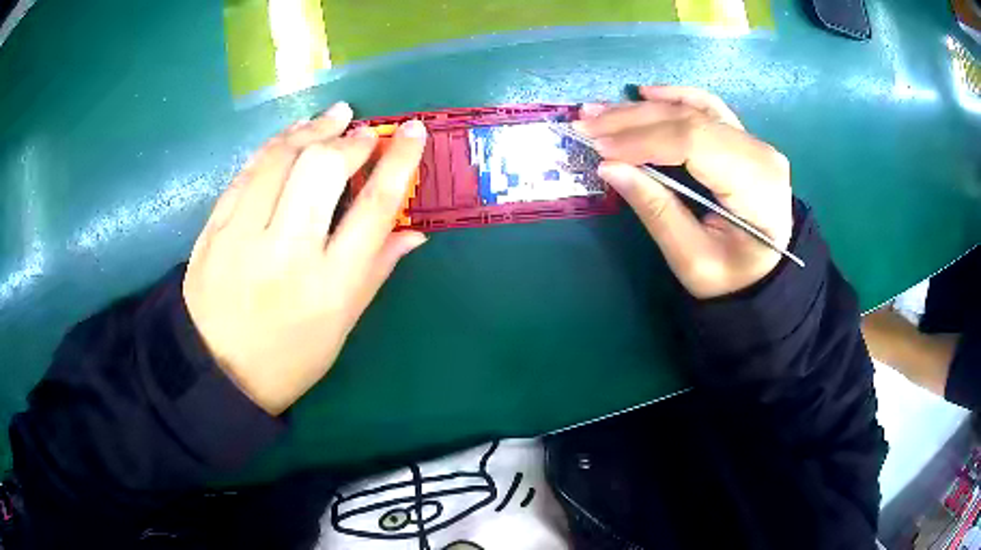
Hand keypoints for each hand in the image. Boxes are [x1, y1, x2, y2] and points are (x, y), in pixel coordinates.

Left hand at [183, 102, 426, 414]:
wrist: (218, 373)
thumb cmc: (290, 358)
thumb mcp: (342, 325)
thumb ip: (377, 270)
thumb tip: (414, 230)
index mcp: (329, 286)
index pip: (374, 207)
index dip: (398, 161)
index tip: (413, 131)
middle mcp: (286, 254)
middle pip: (322, 170)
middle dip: (350, 140)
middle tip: (362, 131)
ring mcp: (242, 238)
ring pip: (279, 160)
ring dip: (310, 130)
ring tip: (331, 117)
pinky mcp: (214, 230)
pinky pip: (246, 173)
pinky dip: (273, 147)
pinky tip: (290, 136)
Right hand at [576, 86, 792, 298]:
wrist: (763, 274)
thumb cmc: (731, 277)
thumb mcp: (691, 258)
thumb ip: (655, 210)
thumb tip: (609, 167)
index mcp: (756, 186)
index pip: (695, 143)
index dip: (643, 141)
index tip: (600, 148)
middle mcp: (759, 153)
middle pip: (691, 120)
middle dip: (633, 121)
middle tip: (586, 124)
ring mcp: (753, 142)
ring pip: (693, 109)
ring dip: (643, 108)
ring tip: (599, 112)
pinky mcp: (742, 138)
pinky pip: (706, 107)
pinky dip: (674, 97)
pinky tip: (644, 94)